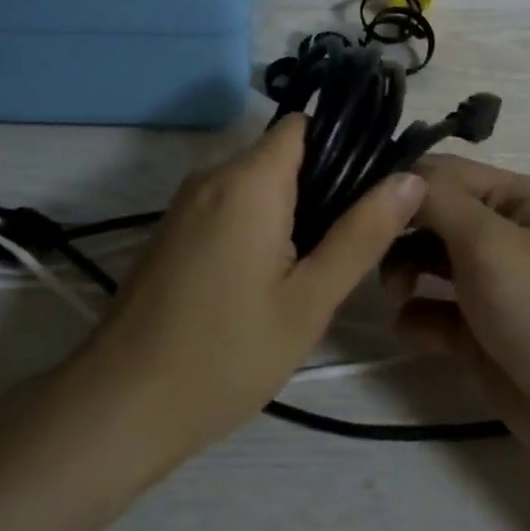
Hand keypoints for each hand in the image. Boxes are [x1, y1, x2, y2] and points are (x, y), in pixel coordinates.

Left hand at [80, 115, 426, 464]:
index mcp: (249, 179)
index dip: (343, 147)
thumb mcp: (309, 301)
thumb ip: (362, 234)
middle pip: (282, 154)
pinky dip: (257, 224)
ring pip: (256, 182)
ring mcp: (186, 202)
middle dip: (321, 186)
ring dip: (290, 210)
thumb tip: (410, 179)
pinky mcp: (173, 229)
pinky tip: (268, 278)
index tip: (372, 190)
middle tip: (351, 243)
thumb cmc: (224, 355)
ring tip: (315, 266)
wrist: (119, 405)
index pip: (304, 125)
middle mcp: (213, 174)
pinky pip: (229, 205)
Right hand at [385, 156, 529, 456]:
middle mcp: (506, 233)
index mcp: (520, 199)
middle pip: (434, 215)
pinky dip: (418, 317)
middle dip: (401, 231)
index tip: (359, 203)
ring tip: (397, 294)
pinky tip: (417, 332)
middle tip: (374, 255)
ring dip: (403, 271)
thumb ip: (438, 202)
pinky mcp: (479, 331)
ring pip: (428, 260)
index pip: (447, 173)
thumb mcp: (491, 244)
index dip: (403, 184)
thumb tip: (396, 176)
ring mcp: (493, 283)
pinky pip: (434, 310)